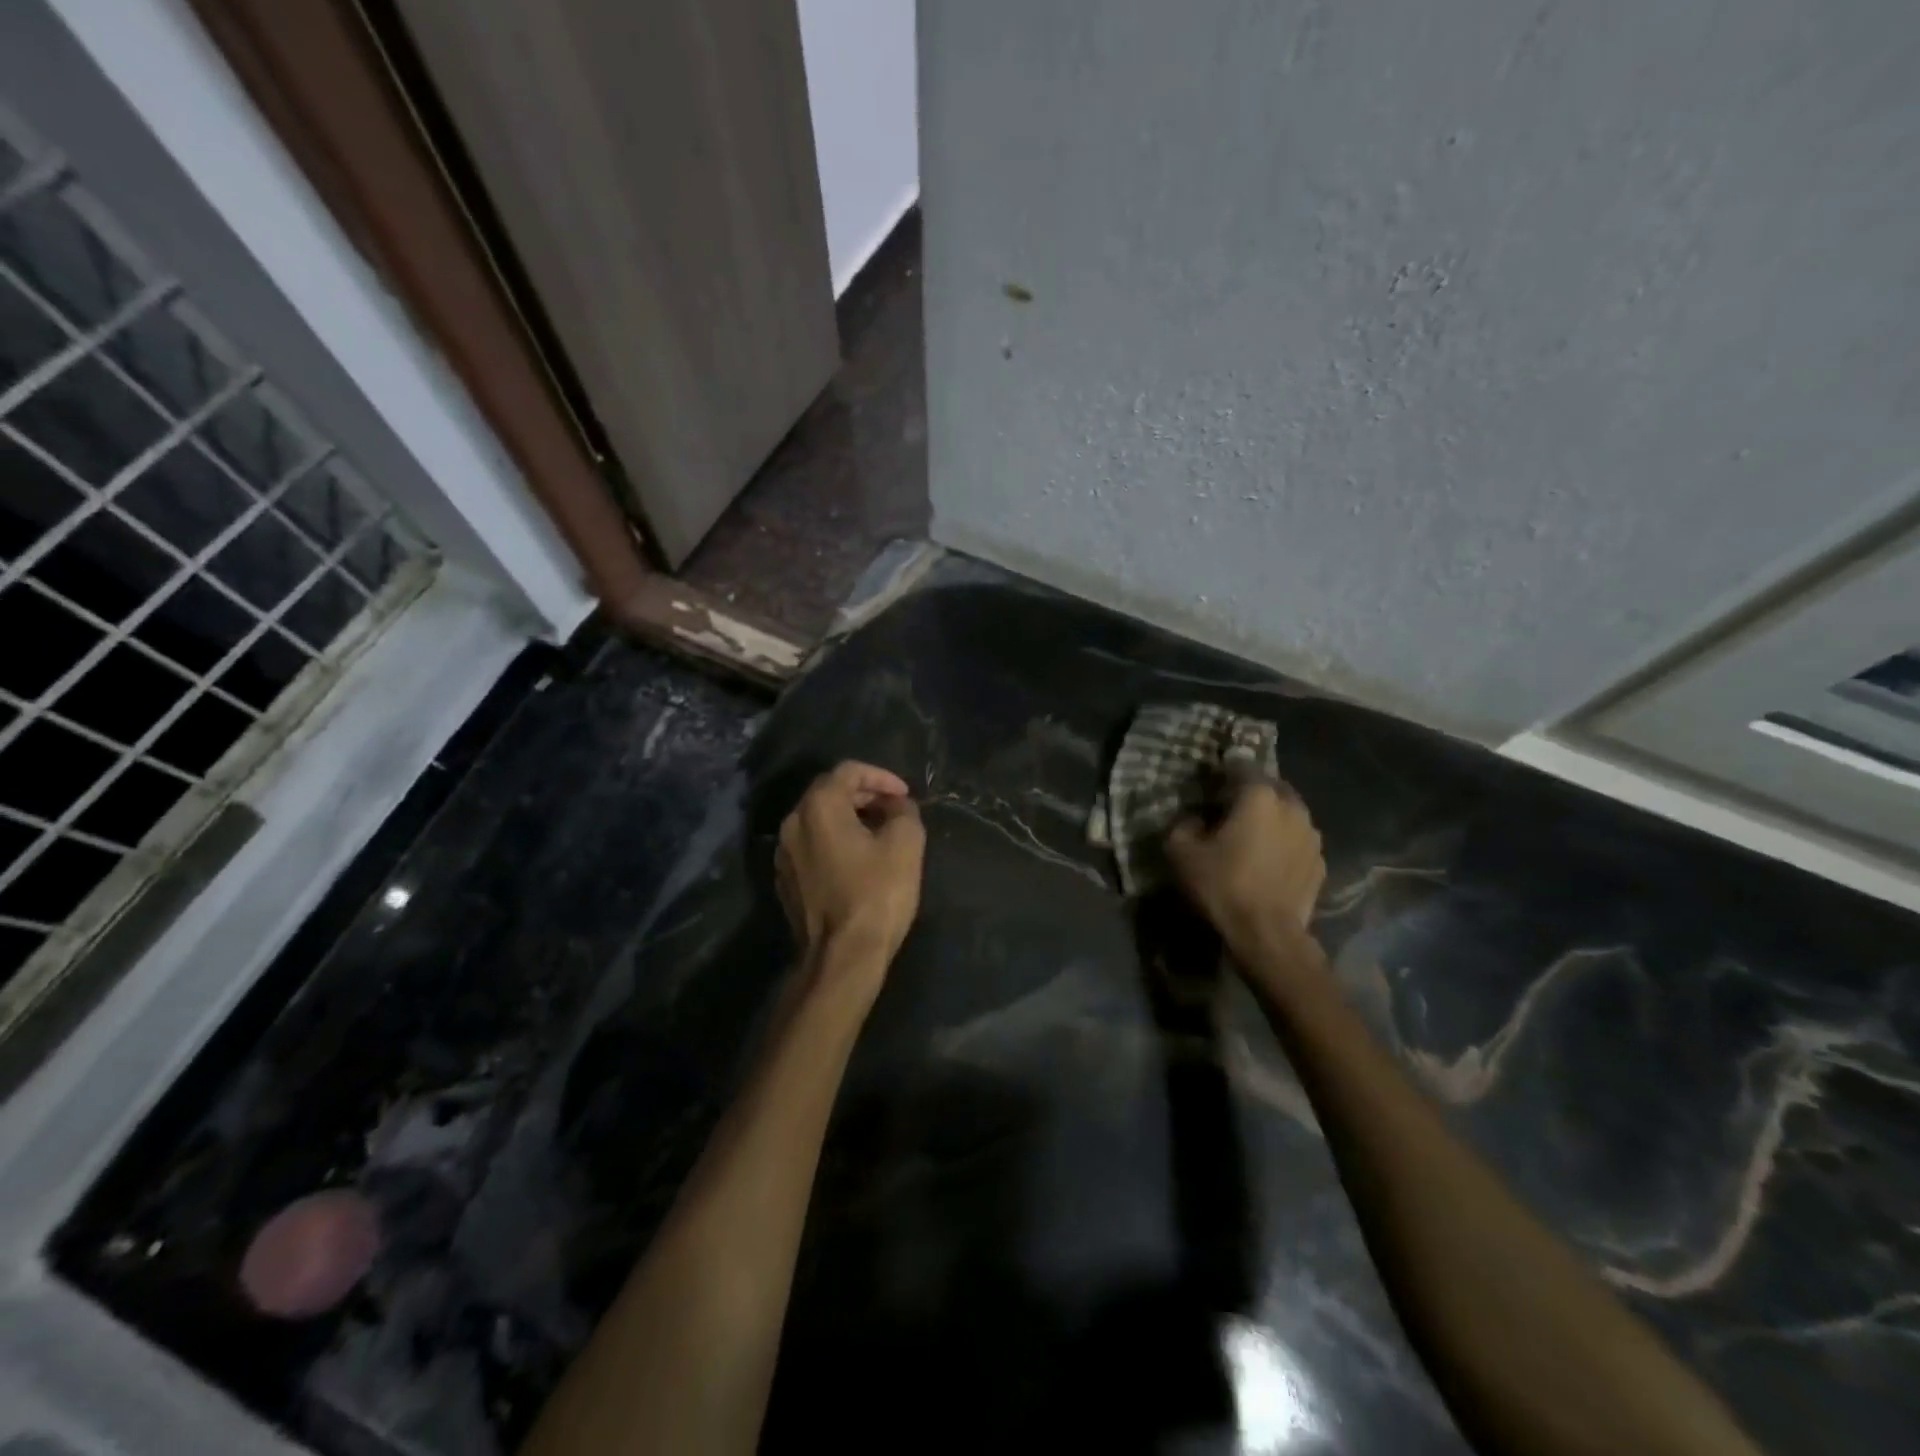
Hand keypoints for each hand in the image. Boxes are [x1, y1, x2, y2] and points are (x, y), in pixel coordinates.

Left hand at [776, 762, 925, 977]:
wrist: (841, 957)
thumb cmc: (876, 894)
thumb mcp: (906, 844)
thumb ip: (903, 811)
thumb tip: (896, 805)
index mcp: (818, 807)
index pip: (848, 771)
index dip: (881, 776)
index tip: (904, 795)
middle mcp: (792, 823)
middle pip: (829, 792)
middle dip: (865, 795)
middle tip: (894, 810)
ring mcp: (783, 854)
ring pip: (818, 820)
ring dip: (849, 818)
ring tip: (880, 833)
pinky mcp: (785, 880)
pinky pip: (812, 846)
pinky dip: (835, 842)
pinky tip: (859, 860)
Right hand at [1167, 781, 1325, 952]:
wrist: (1267, 934)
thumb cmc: (1223, 885)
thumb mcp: (1182, 852)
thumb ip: (1184, 825)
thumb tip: (1196, 821)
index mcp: (1259, 796)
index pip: (1241, 766)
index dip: (1223, 771)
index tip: (1210, 783)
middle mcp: (1292, 807)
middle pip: (1270, 788)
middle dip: (1251, 794)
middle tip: (1230, 810)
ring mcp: (1312, 836)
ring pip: (1288, 814)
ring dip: (1271, 819)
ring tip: (1252, 838)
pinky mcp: (1320, 863)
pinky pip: (1297, 842)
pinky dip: (1284, 845)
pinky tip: (1269, 863)